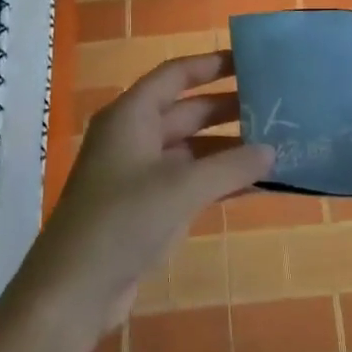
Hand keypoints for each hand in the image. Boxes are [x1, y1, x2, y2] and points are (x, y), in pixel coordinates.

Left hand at [26, 51, 273, 332]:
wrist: (74, 291)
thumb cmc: (123, 221)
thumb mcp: (182, 188)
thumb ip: (231, 166)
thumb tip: (271, 151)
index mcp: (131, 116)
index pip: (175, 75)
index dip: (211, 64)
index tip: (251, 61)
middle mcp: (135, 137)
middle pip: (187, 111)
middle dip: (229, 108)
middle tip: (276, 106)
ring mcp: (140, 174)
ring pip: (192, 150)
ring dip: (229, 149)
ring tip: (276, 145)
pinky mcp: (147, 207)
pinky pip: (190, 182)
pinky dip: (220, 181)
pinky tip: (256, 185)